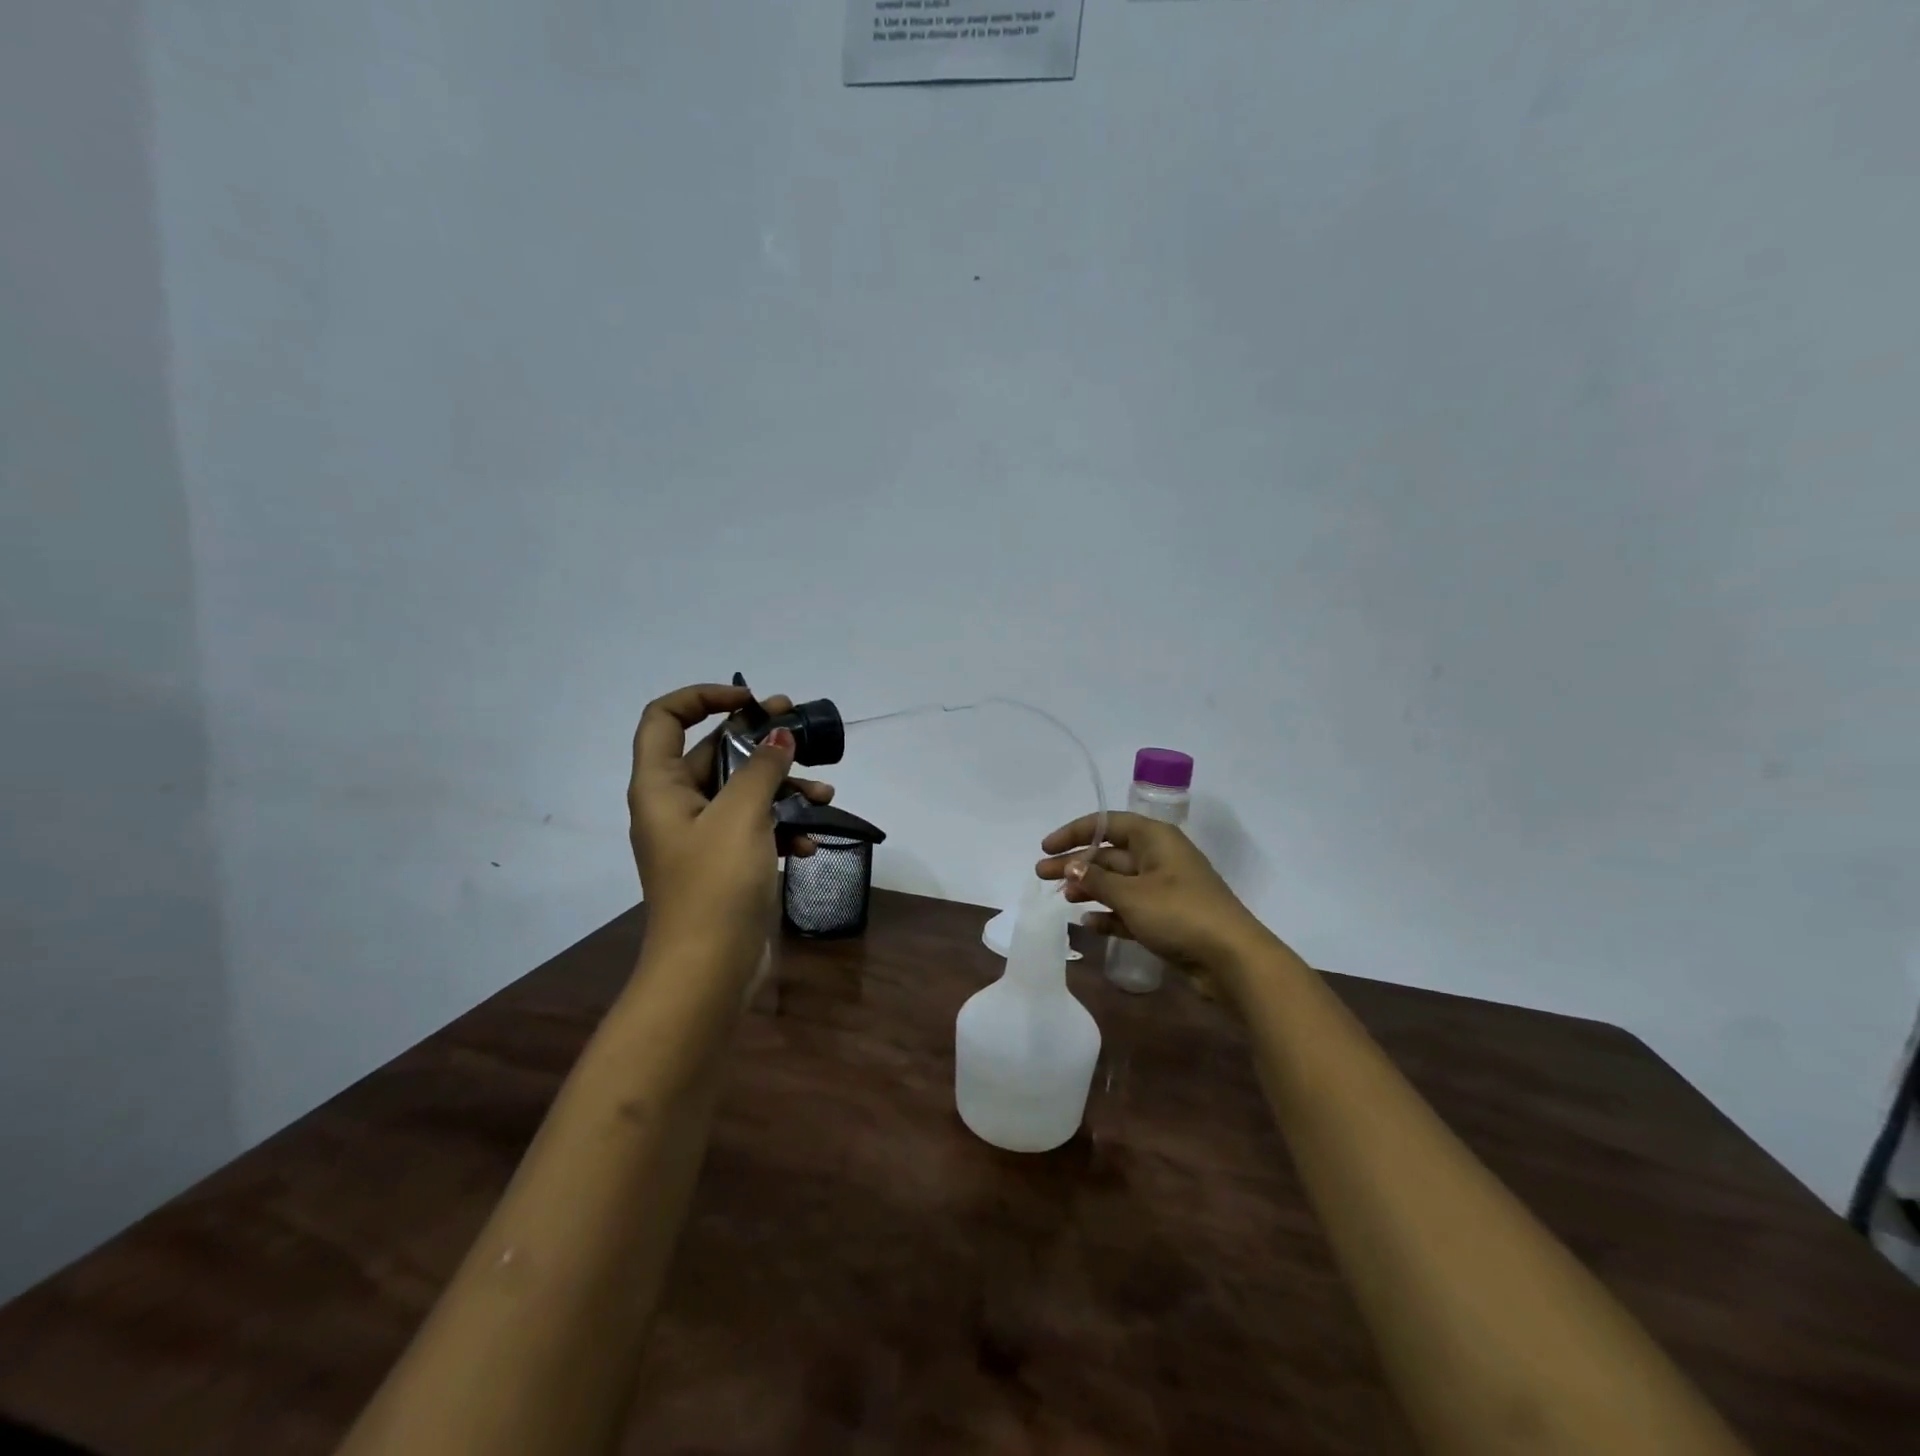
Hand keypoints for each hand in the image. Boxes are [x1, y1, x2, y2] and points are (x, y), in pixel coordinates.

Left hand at [627, 683, 833, 983]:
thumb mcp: (741, 816)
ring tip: (824, 794)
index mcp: (660, 786)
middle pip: (714, 752)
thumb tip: (780, 736)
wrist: (709, 971)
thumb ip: (761, 767)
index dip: (703, 696)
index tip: (751, 701)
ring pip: (742, 792)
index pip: (665, 717)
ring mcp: (702, 836)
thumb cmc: (715, 884)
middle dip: (759, 740)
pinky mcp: (726, 863)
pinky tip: (809, 842)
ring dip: (782, 788)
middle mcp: (676, 805)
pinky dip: (782, 828)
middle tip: (799, 729)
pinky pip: (754, 828)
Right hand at [1035, 813, 1272, 989]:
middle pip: (1109, 854)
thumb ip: (1097, 880)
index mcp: (1155, 839)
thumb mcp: (1132, 894)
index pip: (1107, 824)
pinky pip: (1130, 910)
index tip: (1047, 847)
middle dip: (1076, 863)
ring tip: (1063, 899)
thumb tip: (1071, 867)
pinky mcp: (1167, 918)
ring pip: (1118, 882)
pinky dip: (1109, 914)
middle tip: (1042, 875)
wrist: (1232, 959)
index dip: (1075, 832)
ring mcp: (1164, 890)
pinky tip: (1088, 923)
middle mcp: (1159, 858)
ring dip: (1090, 888)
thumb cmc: (1180, 913)